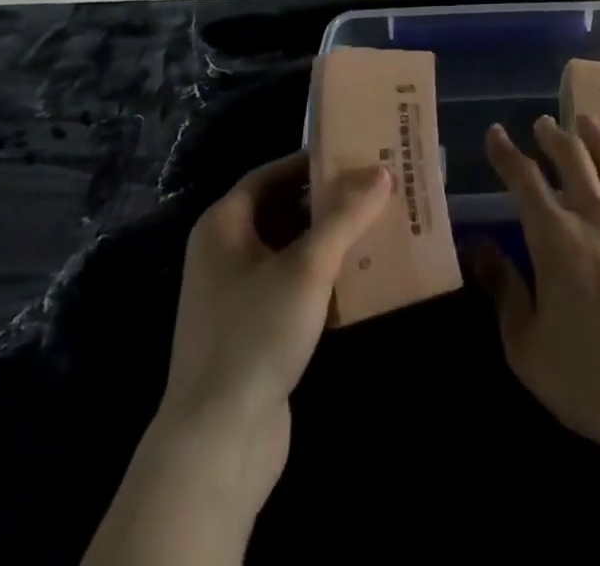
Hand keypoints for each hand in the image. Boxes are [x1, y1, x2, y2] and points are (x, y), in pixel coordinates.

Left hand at [83, 154, 392, 565]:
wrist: (217, 443)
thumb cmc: (256, 333)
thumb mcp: (307, 266)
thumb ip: (345, 215)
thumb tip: (381, 172)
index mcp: (224, 225)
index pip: (270, 174)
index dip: (311, 162)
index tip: (355, 156)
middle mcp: (224, 253)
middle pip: (282, 210)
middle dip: (328, 201)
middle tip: (376, 190)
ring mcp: (237, 295)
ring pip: (291, 251)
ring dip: (331, 240)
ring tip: (378, 227)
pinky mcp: (254, 332)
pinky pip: (293, 287)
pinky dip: (324, 278)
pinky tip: (363, 279)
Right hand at [468, 116, 599, 461]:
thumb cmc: (589, 378)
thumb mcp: (527, 346)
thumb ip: (503, 290)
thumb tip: (476, 247)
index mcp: (555, 238)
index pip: (524, 179)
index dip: (506, 153)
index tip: (495, 134)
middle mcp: (595, 216)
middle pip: (572, 158)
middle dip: (553, 136)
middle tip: (543, 125)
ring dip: (596, 136)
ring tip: (585, 121)